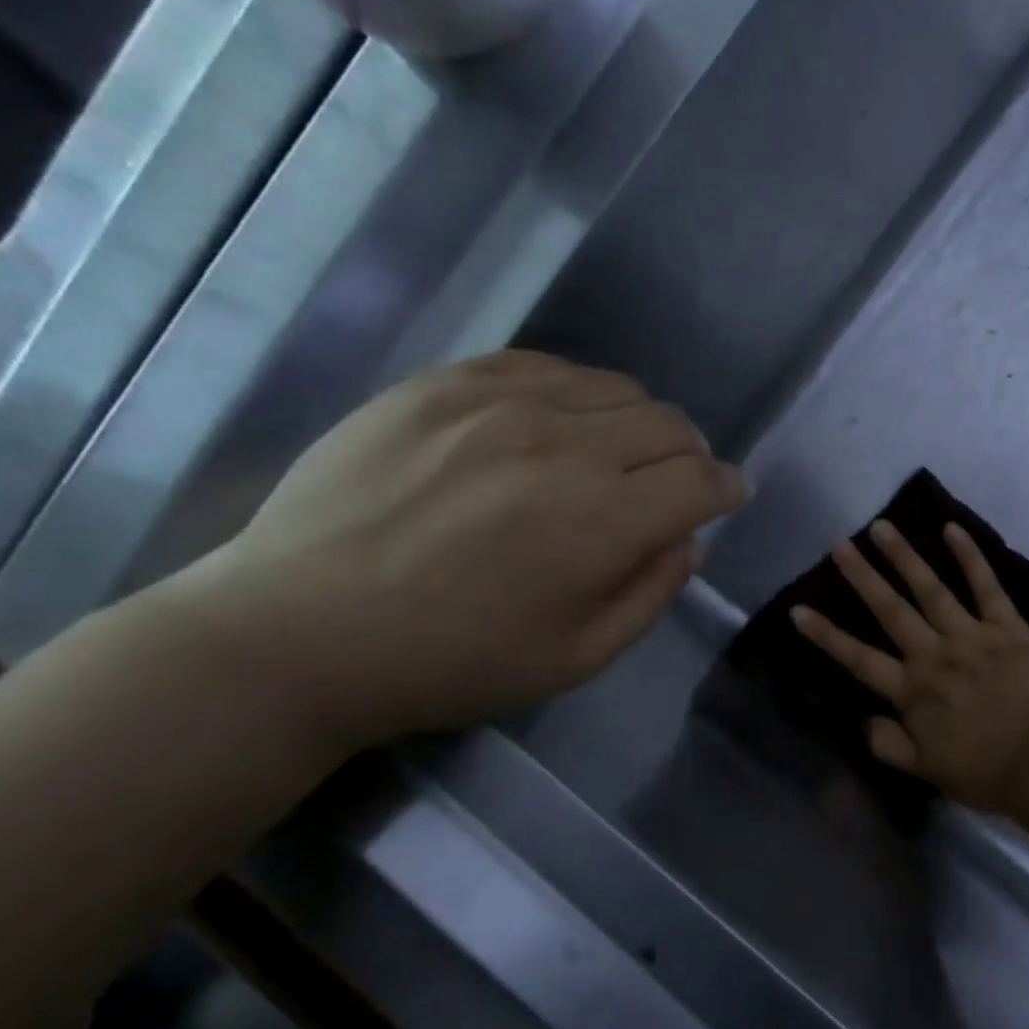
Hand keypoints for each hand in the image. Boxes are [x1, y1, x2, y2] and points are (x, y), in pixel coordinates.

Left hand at [162, 351, 749, 748]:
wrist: (300, 632)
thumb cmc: (452, 662)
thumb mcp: (576, 659)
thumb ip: (651, 594)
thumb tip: (687, 541)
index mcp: (604, 521)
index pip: (702, 481)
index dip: (727, 488)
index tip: (727, 497)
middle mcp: (566, 445)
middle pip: (669, 424)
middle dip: (690, 455)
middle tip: (674, 482)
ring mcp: (500, 403)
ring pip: (615, 386)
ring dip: (637, 421)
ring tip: (615, 453)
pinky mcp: (445, 383)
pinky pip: (544, 366)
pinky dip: (575, 393)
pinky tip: (556, 423)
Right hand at [790, 520, 1028, 811]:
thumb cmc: (986, 771)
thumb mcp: (926, 771)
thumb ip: (889, 745)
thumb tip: (865, 720)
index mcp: (912, 691)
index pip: (859, 659)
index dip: (827, 635)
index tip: (798, 609)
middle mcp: (934, 655)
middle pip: (891, 610)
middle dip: (862, 577)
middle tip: (840, 545)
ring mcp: (971, 636)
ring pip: (931, 589)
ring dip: (904, 557)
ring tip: (882, 527)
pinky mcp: (1008, 627)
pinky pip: (987, 586)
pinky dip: (970, 557)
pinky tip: (952, 529)